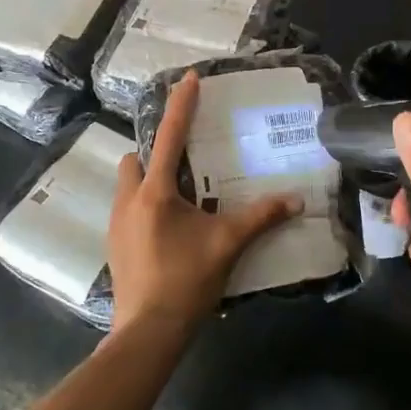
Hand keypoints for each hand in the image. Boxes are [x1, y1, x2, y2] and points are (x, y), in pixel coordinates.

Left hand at [108, 71, 301, 334]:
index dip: (180, 105)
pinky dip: (146, 207)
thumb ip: (261, 218)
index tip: (188, 77)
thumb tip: (295, 201)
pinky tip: (169, 230)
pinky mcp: (115, 246)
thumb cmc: (186, 280)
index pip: (169, 136)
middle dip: (154, 154)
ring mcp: (116, 224)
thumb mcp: (228, 244)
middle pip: (135, 160)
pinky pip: (128, 211)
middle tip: (186, 165)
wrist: (149, 331)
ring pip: (128, 186)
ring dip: (149, 182)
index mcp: (156, 192)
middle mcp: (129, 200)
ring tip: (182, 199)